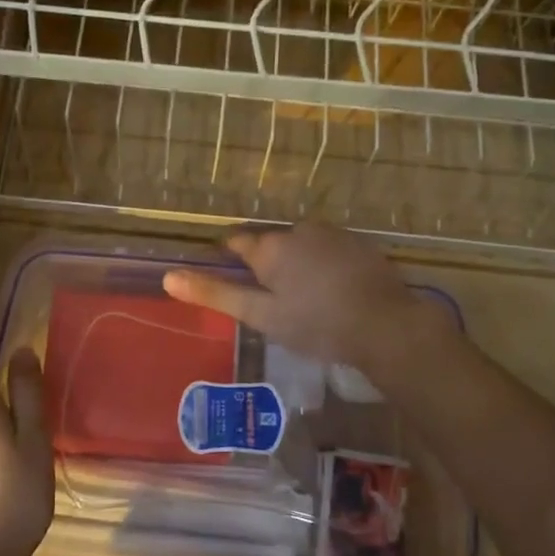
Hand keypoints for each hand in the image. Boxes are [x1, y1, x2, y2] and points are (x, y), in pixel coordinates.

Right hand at [161, 223, 450, 378]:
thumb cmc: (316, 324)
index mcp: (270, 247)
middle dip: (268, 266)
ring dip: (298, 264)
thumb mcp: (261, 315)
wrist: (385, 325)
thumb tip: (169, 277)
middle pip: (271, 244)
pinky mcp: (358, 244)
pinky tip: (333, 292)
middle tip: (273, 301)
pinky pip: (329, 250)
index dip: (231, 260)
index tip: (234, 280)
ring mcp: (332, 234)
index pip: (237, 243)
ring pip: (302, 246)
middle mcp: (298, 230)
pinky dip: (324, 265)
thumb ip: (216, 294)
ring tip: (305, 300)